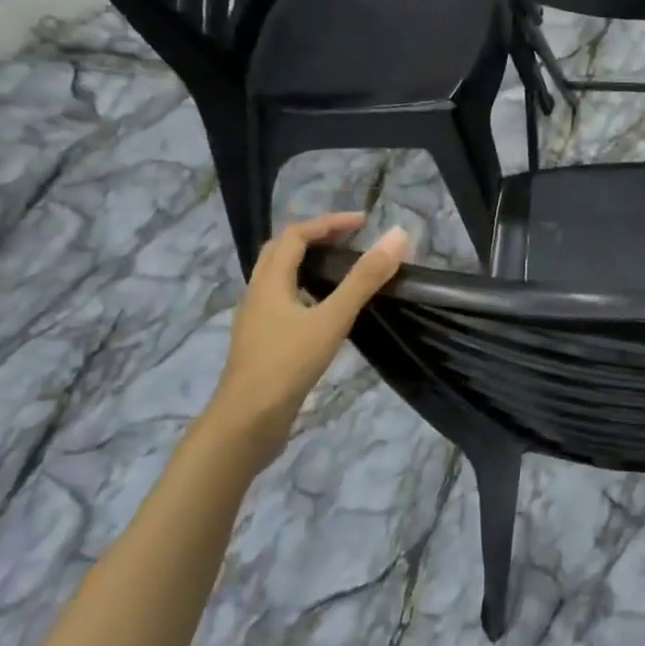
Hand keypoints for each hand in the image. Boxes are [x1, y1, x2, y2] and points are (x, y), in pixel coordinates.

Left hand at [201, 214, 409, 463]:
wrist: (246, 422)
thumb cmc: (287, 364)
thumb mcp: (331, 318)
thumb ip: (364, 278)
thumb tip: (397, 236)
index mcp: (269, 281)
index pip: (296, 235)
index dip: (329, 223)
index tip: (364, 223)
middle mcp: (258, 294)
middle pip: (281, 252)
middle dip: (315, 238)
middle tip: (350, 239)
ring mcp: (257, 320)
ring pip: (280, 278)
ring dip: (309, 264)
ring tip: (343, 269)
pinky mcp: (263, 343)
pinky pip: (284, 302)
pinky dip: (307, 291)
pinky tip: (327, 311)